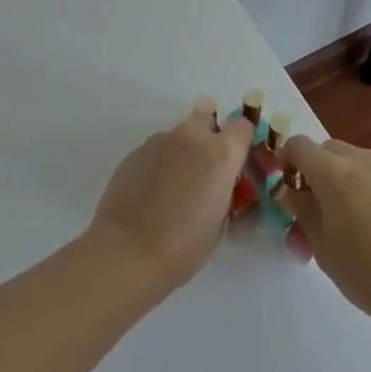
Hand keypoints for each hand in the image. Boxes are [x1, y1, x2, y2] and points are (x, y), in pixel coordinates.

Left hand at [87, 107, 254, 293]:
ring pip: (179, 136)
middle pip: (206, 120)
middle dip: (209, 139)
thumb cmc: (184, 245)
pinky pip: (156, 150)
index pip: (242, 126)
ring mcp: (159, 141)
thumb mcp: (221, 223)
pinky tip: (151, 193)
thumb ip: (227, 193)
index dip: (241, 142)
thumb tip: (225, 187)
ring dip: (182, 153)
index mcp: (220, 154)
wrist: (128, 250)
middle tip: (204, 173)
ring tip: (173, 189)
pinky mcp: (134, 152)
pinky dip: (160, 164)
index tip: (236, 164)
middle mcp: (190, 137)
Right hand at [276, 136, 370, 326]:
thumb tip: (292, 195)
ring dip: (337, 180)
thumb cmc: (368, 272)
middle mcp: (361, 161)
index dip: (285, 160)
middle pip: (326, 150)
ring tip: (338, 221)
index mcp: (333, 171)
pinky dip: (359, 189)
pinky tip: (365, 228)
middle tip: (309, 207)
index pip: (298, 146)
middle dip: (312, 170)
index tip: (282, 186)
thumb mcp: (323, 247)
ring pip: (351, 162)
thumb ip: (303, 213)